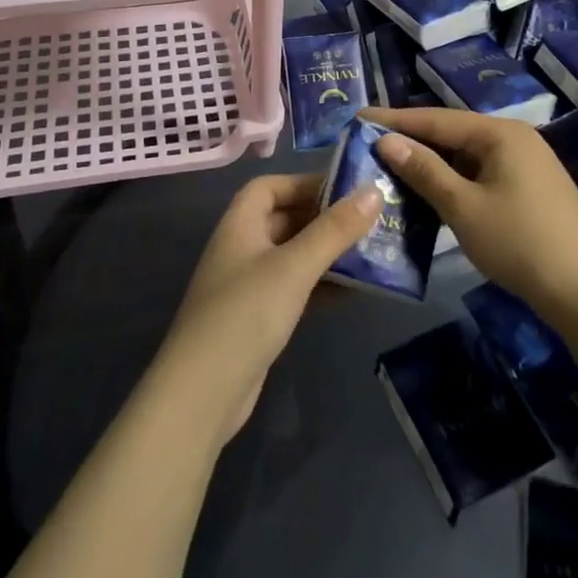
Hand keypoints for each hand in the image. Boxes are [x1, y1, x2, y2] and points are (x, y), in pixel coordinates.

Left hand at [154, 173, 379, 446]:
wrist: (203, 394)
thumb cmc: (245, 314)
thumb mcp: (294, 267)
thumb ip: (334, 230)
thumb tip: (373, 190)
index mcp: (239, 224)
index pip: (270, 187)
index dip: (304, 182)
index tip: (345, 189)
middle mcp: (241, 248)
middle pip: (285, 219)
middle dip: (324, 217)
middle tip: (370, 220)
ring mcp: (249, 286)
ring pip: (294, 256)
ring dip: (328, 253)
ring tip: (372, 252)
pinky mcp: (259, 319)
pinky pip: (296, 288)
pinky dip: (322, 285)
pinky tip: (355, 290)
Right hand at [366, 106, 577, 322]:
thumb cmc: (518, 242)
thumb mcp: (463, 207)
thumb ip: (424, 170)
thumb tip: (386, 140)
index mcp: (500, 133)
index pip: (437, 118)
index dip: (396, 119)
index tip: (360, 117)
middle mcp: (515, 138)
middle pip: (453, 132)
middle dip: (413, 139)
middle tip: (371, 142)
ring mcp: (527, 162)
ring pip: (467, 154)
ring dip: (432, 161)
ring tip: (392, 165)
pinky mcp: (531, 187)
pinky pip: (482, 171)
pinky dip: (454, 178)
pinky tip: (432, 190)